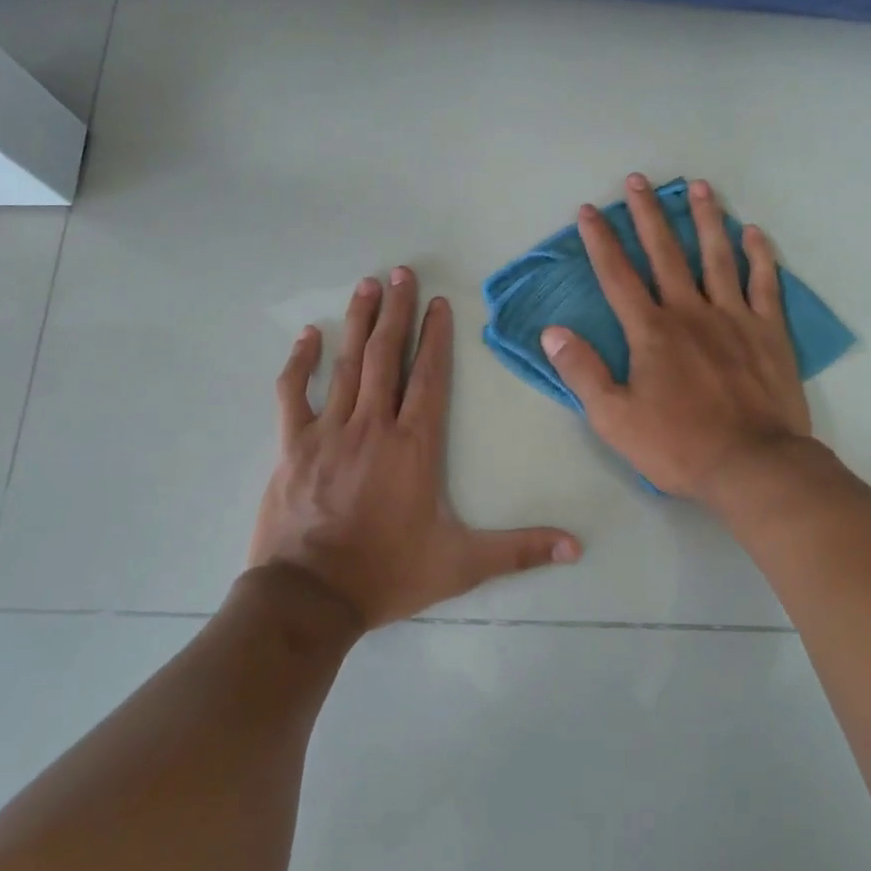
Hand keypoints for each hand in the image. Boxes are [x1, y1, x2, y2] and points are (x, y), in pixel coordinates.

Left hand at [250, 268, 581, 627]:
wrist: (311, 598)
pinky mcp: (292, 445)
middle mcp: (373, 426)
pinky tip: (307, 335)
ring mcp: (329, 431)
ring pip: (347, 364)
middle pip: (388, 356)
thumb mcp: (462, 564)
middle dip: (396, 311)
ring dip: (359, 322)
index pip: (429, 377)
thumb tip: (577, 547)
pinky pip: (293, 393)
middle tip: (400, 272)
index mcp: (414, 445)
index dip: (435, 336)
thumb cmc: (388, 574)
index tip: (436, 301)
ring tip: (367, 285)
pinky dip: (300, 362)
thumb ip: (519, 550)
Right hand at [539, 174, 812, 498]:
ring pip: (717, 257)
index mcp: (651, 331)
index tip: (589, 210)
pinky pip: (764, 284)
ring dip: (706, 219)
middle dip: (648, 215)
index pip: (618, 276)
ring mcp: (734, 317)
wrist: (752, 465)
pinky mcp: (769, 332)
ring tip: (699, 187)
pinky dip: (759, 256)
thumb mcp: (614, 418)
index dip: (601, 241)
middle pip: (665, 253)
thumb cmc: (678, 445)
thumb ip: (582, 371)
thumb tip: (552, 332)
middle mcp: (690, 312)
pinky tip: (753, 232)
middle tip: (638, 179)